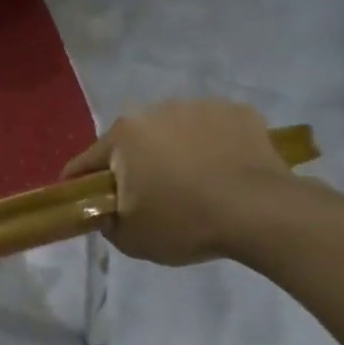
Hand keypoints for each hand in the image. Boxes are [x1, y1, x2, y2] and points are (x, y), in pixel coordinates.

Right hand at [64, 99, 295, 265]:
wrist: (260, 212)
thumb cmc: (185, 222)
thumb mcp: (131, 238)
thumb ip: (106, 221)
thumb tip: (107, 211)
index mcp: (124, 135)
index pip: (87, 162)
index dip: (82, 185)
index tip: (88, 202)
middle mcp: (156, 109)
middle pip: (133, 141)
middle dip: (135, 164)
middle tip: (149, 197)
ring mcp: (200, 106)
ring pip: (175, 131)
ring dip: (175, 151)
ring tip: (194, 184)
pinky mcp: (239, 111)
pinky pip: (214, 130)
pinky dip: (213, 146)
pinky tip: (225, 172)